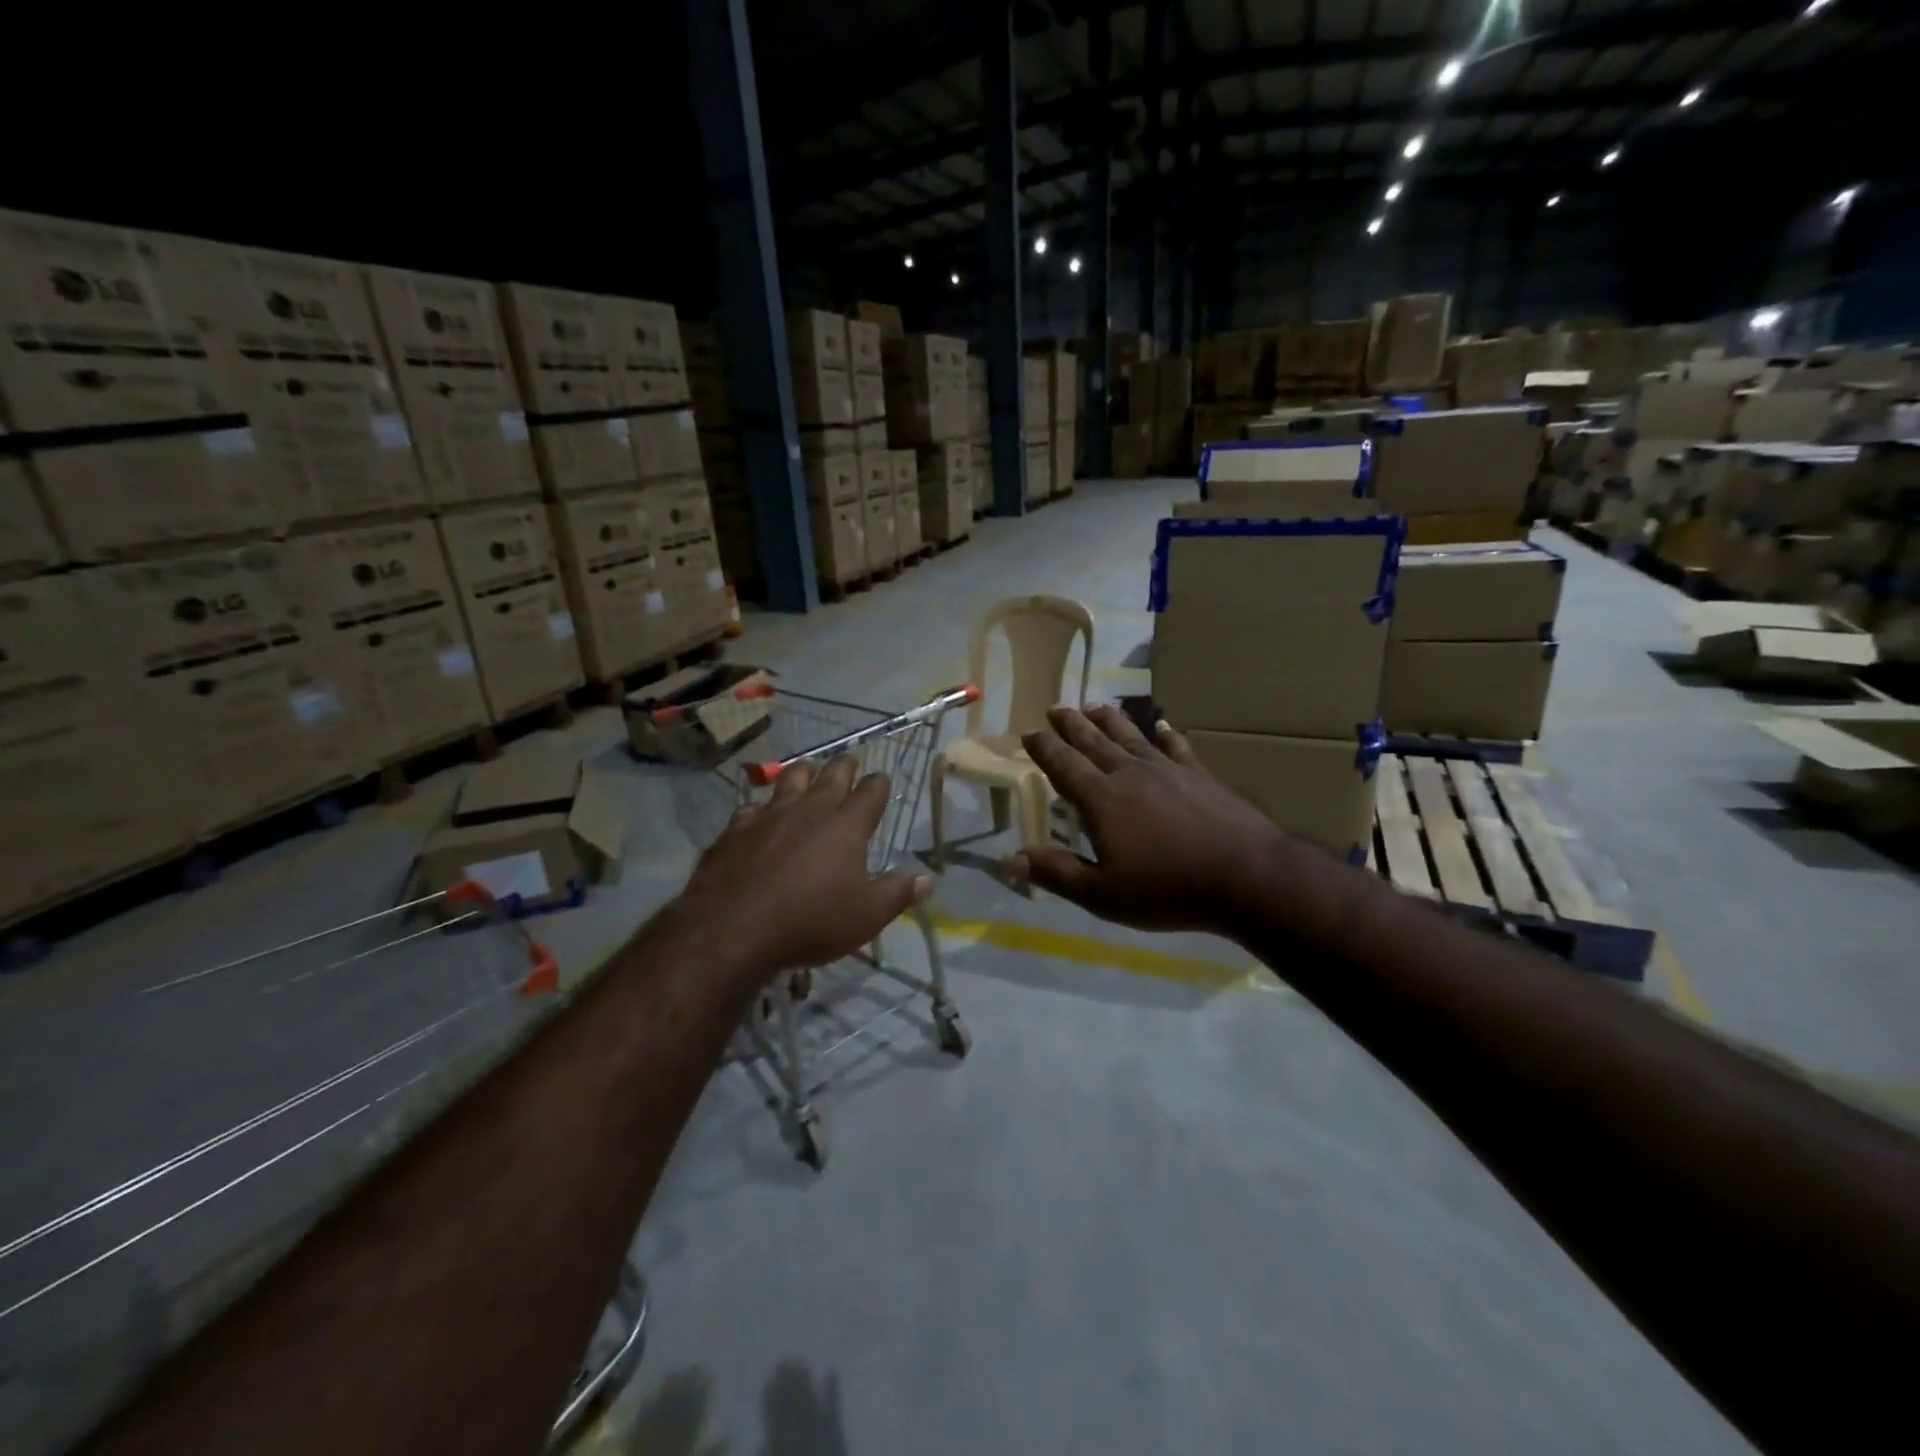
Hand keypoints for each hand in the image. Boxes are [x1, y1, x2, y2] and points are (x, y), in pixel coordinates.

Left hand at [678, 755, 931, 977]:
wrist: (733, 927)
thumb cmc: (811, 921)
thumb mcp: (866, 916)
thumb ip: (897, 894)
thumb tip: (926, 879)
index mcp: (846, 826)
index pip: (870, 793)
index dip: (878, 784)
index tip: (881, 780)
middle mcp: (810, 810)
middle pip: (831, 776)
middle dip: (844, 766)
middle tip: (849, 760)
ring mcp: (769, 816)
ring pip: (789, 780)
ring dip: (802, 772)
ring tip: (807, 768)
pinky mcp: (736, 829)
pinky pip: (752, 808)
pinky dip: (760, 808)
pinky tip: (758, 814)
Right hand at [1015, 705, 1287, 934]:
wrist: (1245, 876)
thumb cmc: (1167, 889)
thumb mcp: (1103, 894)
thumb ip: (1057, 873)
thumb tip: (1011, 859)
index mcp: (1102, 800)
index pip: (1064, 765)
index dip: (1044, 748)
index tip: (1029, 732)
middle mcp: (1130, 774)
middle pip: (1094, 742)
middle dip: (1071, 724)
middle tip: (1056, 708)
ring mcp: (1168, 770)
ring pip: (1131, 736)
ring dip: (1109, 720)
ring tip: (1095, 706)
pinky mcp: (1200, 775)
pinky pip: (1177, 748)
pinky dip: (1166, 735)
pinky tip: (1162, 726)